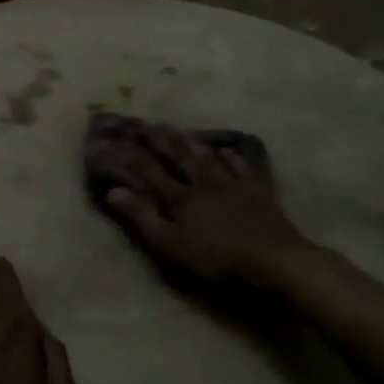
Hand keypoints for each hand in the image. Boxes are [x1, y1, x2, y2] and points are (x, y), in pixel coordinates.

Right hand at [95, 123, 312, 285]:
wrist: (273, 259)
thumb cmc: (216, 258)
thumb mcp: (171, 245)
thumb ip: (142, 218)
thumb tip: (113, 191)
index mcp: (179, 197)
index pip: (147, 171)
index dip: (127, 156)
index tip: (110, 142)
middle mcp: (202, 182)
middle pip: (178, 155)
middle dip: (159, 139)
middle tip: (146, 123)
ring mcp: (231, 183)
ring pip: (206, 155)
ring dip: (190, 141)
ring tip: (179, 129)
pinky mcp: (255, 190)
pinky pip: (239, 166)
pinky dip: (229, 156)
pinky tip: (225, 150)